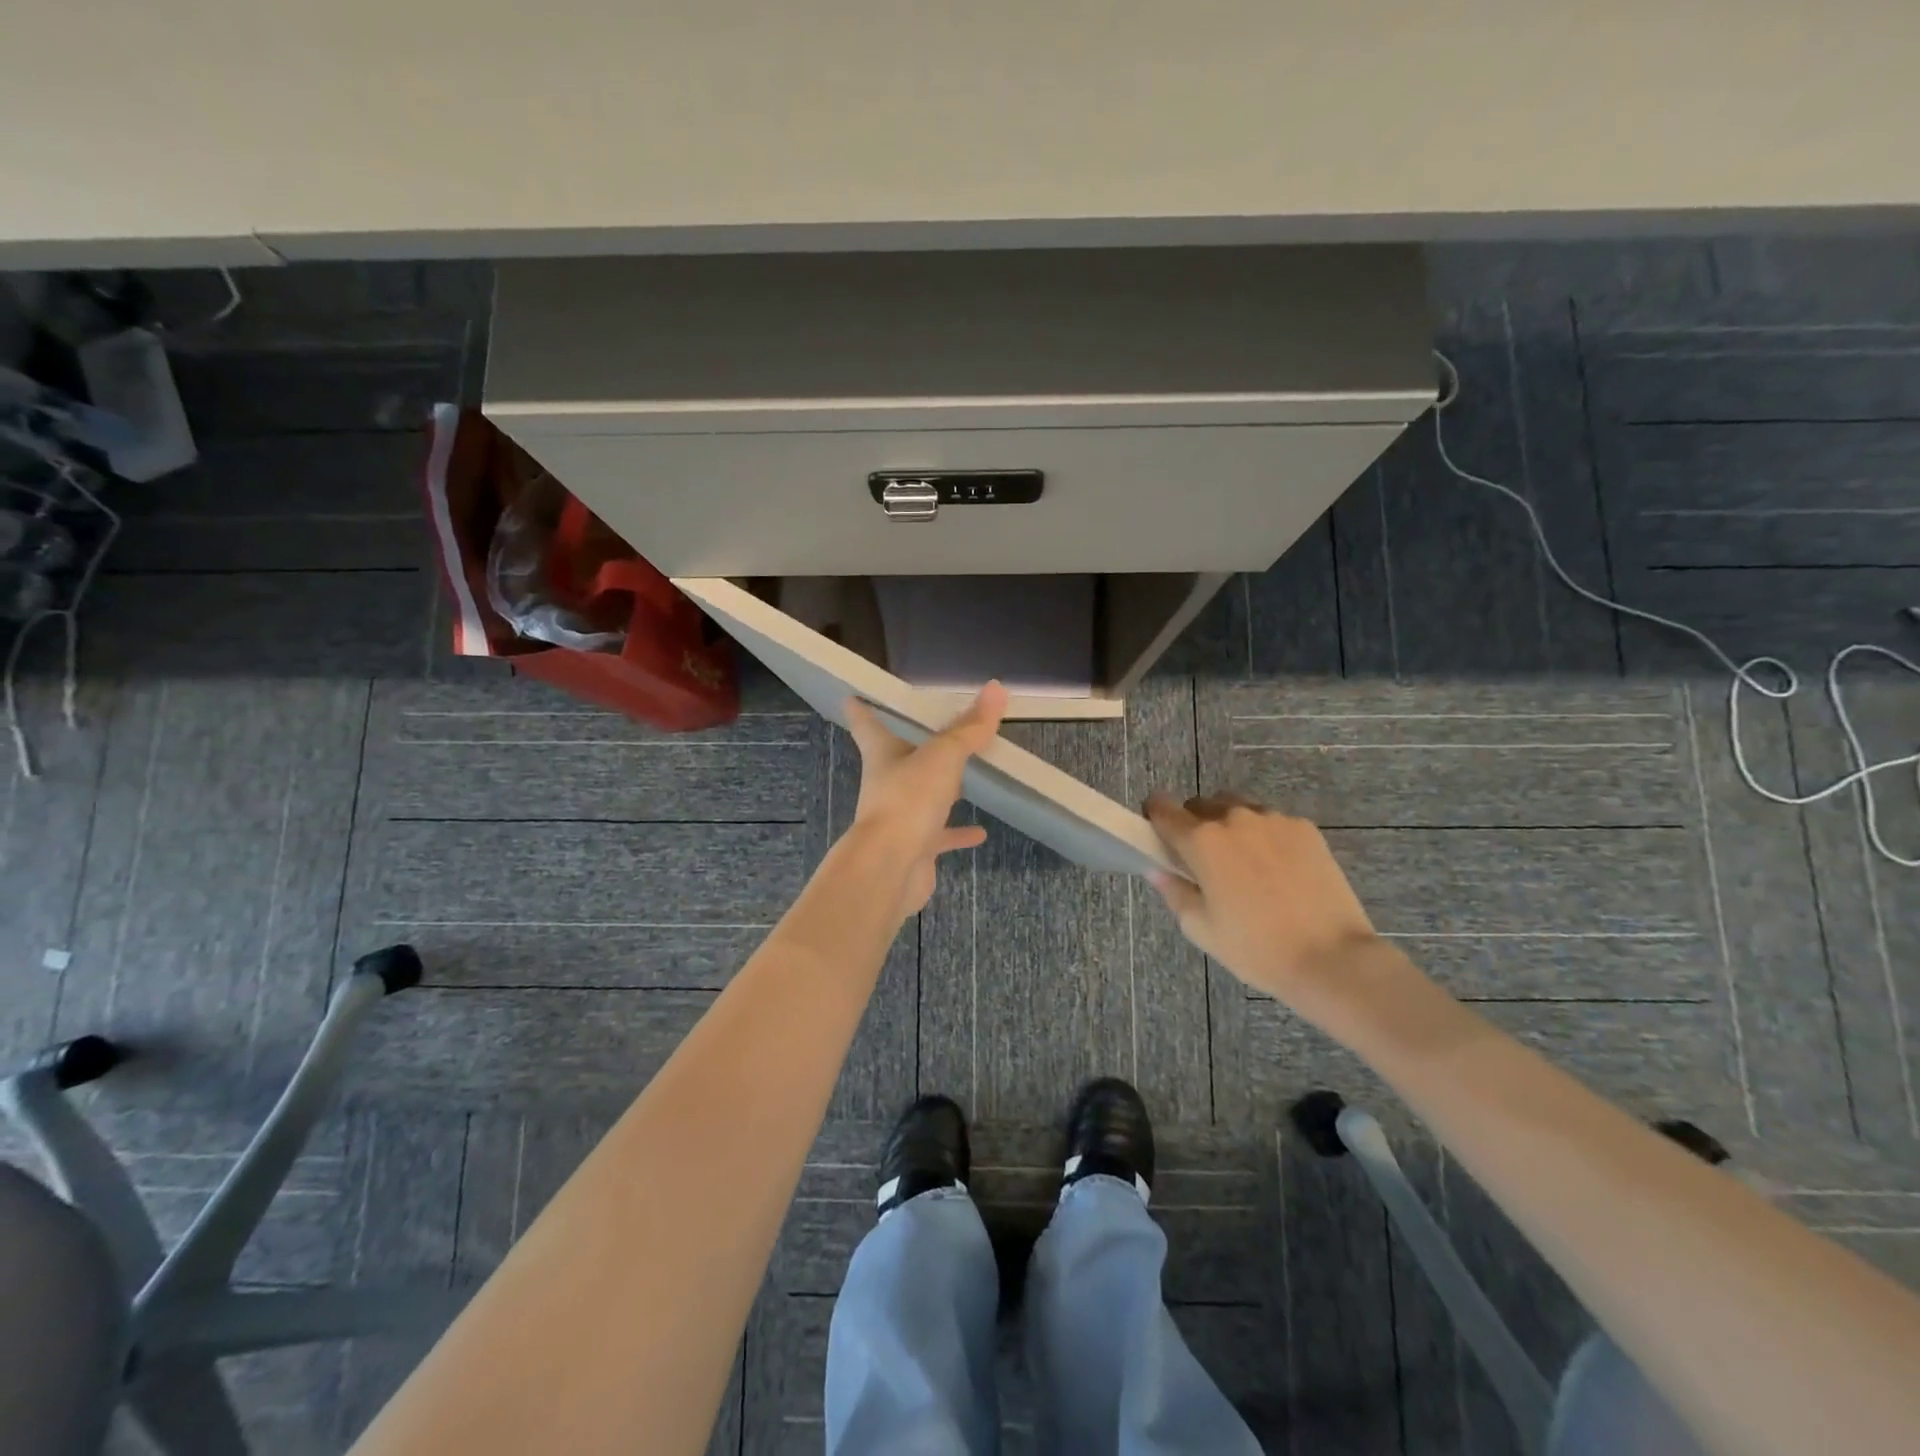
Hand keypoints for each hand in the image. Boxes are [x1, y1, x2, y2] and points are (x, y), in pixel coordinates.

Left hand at [845, 682, 1007, 915]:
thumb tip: (997, 688)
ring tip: (965, 779)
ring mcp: (900, 817)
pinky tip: (980, 833)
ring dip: (940, 789)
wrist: (890, 868)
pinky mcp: (916, 847)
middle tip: (931, 730)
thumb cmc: (908, 800)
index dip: (862, 709)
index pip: (867, 724)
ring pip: (920, 797)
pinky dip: (958, 832)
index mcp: (883, 754)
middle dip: (910, 745)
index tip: (853, 696)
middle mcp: (887, 783)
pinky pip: (940, 835)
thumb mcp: (942, 756)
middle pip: (897, 758)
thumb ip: (969, 727)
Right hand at [1145, 791, 1385, 1010]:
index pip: (1162, 808)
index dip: (1154, 817)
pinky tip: (1277, 871)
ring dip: (1230, 827)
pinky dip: (1264, 836)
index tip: (1158, 835)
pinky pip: (1271, 821)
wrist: (1332, 958)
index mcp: (1202, 840)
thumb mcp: (1200, 928)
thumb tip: (1157, 869)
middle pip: (1200, 805)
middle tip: (1204, 862)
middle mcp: (1234, 818)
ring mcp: (1273, 819)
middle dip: (1194, 825)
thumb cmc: (1256, 948)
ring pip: (1237, 809)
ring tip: (1244, 865)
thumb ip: (1173, 890)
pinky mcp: (1304, 828)